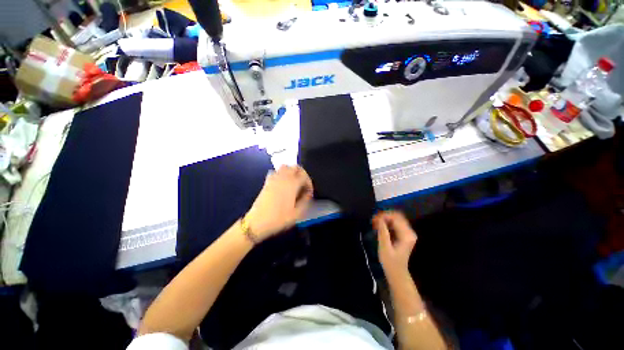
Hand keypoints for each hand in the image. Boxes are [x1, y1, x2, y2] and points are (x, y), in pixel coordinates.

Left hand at [245, 165, 313, 240]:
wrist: (257, 222)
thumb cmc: (279, 218)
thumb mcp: (297, 213)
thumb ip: (305, 201)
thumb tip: (307, 194)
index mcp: (292, 184)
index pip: (304, 176)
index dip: (309, 183)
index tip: (309, 193)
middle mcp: (283, 178)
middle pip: (295, 167)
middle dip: (302, 173)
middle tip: (303, 184)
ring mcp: (274, 179)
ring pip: (285, 167)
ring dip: (292, 172)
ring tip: (294, 183)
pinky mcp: (267, 182)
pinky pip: (276, 172)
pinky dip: (281, 174)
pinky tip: (282, 184)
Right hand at [373, 211, 416, 278]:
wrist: (397, 273)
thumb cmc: (390, 263)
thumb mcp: (385, 248)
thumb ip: (383, 233)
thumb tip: (379, 219)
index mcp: (406, 235)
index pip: (396, 218)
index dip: (384, 216)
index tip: (374, 219)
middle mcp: (409, 232)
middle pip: (397, 216)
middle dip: (384, 215)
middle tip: (373, 220)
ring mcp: (407, 232)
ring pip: (396, 218)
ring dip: (385, 218)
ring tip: (375, 223)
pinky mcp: (404, 234)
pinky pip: (395, 223)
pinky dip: (387, 222)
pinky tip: (379, 226)